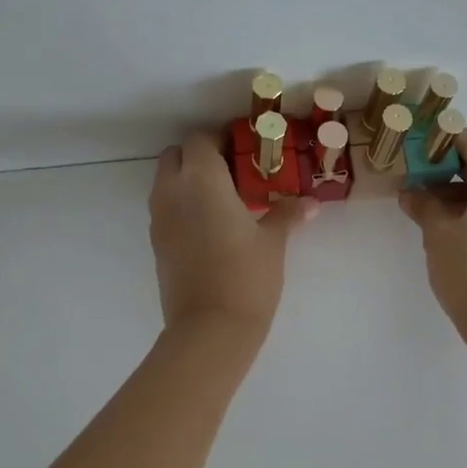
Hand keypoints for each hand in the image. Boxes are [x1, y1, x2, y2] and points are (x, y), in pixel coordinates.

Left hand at [150, 133, 315, 332]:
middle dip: (198, 156)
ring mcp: (159, 218)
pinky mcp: (156, 243)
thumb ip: (286, 215)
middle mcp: (173, 191)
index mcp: (202, 179)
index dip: (220, 139)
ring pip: (165, 181)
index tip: (244, 149)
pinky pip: (165, 208)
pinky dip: (181, 204)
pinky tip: (209, 225)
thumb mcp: (272, 242)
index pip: (200, 140)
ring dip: (187, 179)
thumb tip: (310, 204)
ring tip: (222, 198)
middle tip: (231, 171)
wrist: (210, 328)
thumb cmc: (246, 276)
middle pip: (175, 155)